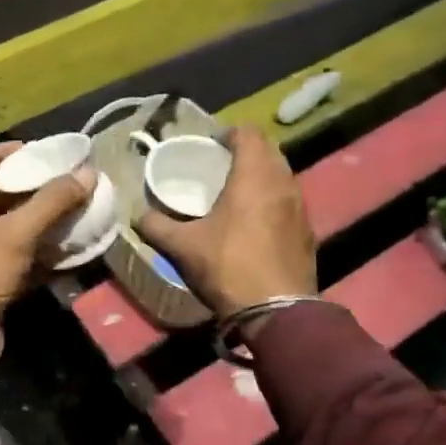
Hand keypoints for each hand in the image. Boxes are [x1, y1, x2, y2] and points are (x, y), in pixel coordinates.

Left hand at [0, 144, 91, 369]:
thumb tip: (87, 173)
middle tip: (60, 178)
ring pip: (5, 227)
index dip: (0, 153)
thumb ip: (52, 201)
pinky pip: (12, 256)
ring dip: (35, 219)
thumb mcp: (16, 232)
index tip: (33, 149)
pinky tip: (64, 247)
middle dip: (25, 186)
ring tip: (69, 207)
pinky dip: (36, 251)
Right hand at [136, 127, 316, 318]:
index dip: (229, 133)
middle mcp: (282, 183)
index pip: (249, 133)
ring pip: (282, 175)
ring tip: (237, 190)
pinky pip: (289, 200)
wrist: (276, 311)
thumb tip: (138, 216)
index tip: (211, 144)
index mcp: (254, 176)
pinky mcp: (307, 230)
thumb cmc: (228, 267)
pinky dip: (273, 198)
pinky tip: (256, 220)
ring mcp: (300, 207)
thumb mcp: (183, 247)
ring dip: (262, 174)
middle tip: (222, 165)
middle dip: (247, 150)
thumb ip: (156, 226)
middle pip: (269, 150)